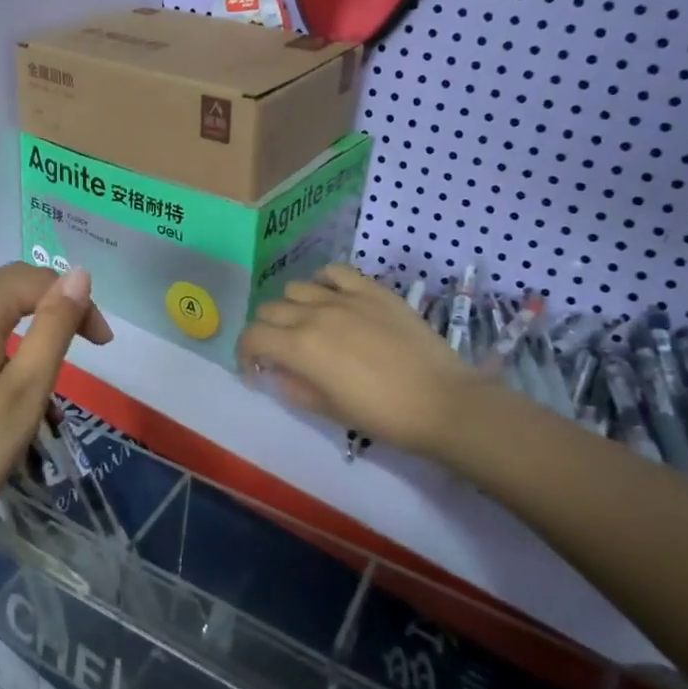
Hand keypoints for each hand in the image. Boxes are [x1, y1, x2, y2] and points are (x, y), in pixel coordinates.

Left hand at [0, 264, 111, 597]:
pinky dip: (2, 342)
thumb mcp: (28, 388)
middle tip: (86, 346)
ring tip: (53, 368)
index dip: (76, 302)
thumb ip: (54, 326)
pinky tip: (12, 380)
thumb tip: (79, 274)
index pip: (36, 280)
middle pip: (10, 286)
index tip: (103, 344)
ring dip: (28, 326)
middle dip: (53, 307)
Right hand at [237, 263, 476, 459]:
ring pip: (297, 288)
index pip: (252, 337)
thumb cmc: (382, 416)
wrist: (442, 402)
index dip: (245, 353)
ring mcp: (344, 298)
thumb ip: (293, 387)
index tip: (255, 370)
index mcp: (300, 348)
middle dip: (266, 331)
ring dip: (292, 307)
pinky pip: (335, 272)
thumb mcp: (328, 410)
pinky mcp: (372, 290)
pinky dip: (324, 282)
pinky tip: (331, 298)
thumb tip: (278, 372)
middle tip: (281, 352)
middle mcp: (314, 314)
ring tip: (307, 324)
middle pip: (270, 309)